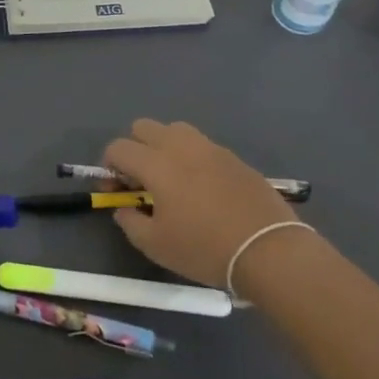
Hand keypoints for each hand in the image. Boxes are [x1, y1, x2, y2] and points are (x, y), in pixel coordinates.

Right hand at [105, 119, 300, 289]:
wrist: (270, 250)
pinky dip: (192, 158)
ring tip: (172, 178)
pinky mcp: (233, 157)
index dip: (109, 167)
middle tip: (141, 180)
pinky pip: (202, 146)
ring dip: (164, 147)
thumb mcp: (156, 245)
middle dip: (134, 148)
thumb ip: (130, 222)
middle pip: (143, 127)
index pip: (118, 148)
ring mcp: (210, 148)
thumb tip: (124, 208)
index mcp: (156, 163)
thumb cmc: (205, 248)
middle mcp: (180, 146)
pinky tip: (202, 188)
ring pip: (175, 130)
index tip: (116, 191)